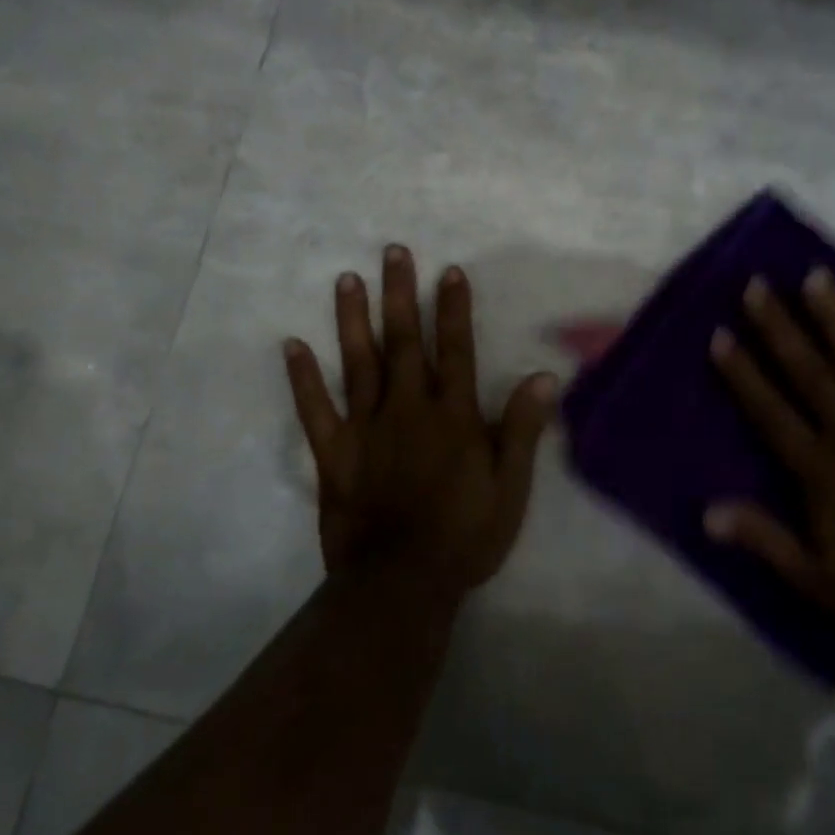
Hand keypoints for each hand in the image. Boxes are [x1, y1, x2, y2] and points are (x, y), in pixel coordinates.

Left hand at [284, 246, 558, 602]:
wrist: (402, 582)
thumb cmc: (465, 535)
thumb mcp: (510, 487)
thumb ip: (522, 430)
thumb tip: (542, 376)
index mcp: (453, 417)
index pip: (456, 351)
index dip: (454, 310)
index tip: (449, 271)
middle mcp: (408, 410)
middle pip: (405, 343)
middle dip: (401, 295)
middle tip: (393, 252)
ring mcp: (366, 429)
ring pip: (359, 363)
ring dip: (353, 320)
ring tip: (347, 280)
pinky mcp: (334, 453)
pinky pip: (315, 410)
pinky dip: (303, 378)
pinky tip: (292, 346)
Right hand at [706, 269, 834, 653]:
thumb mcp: (818, 580)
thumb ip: (765, 539)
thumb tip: (707, 512)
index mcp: (820, 468)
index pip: (770, 409)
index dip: (742, 372)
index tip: (720, 335)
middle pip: (808, 370)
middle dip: (778, 326)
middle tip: (756, 285)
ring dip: (834, 315)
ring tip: (814, 275)